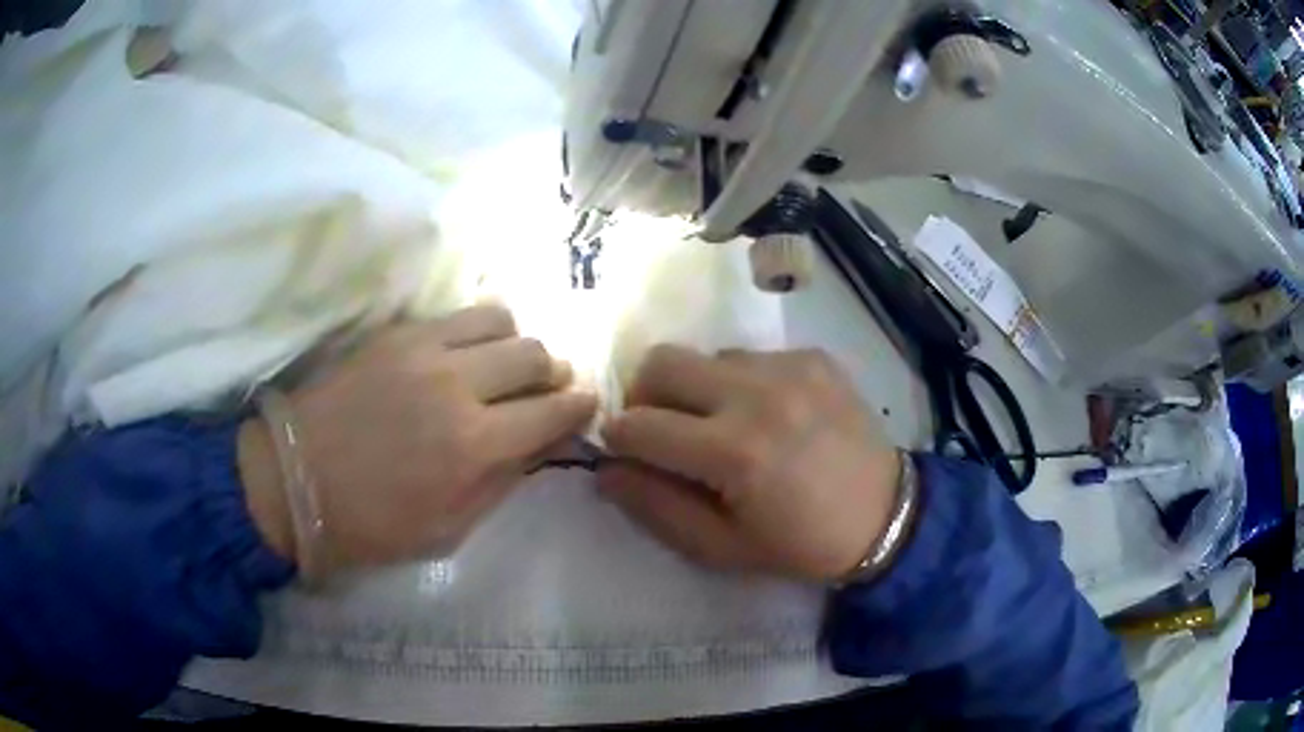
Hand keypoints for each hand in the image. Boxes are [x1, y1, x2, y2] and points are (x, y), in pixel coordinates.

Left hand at [239, 305, 597, 570]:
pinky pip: (455, 315)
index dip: (579, 407)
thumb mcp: (449, 530)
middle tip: (547, 389)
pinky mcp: (395, 334)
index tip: (585, 406)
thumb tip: (540, 446)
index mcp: (475, 446)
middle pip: (534, 355)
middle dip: (553, 373)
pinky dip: (476, 331)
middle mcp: (458, 385)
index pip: (553, 411)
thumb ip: (502, 483)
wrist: (294, 481)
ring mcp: (424, 350)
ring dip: (515, 343)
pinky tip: (464, 354)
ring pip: (501, 320)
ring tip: (504, 366)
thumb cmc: (372, 524)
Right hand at [598, 345, 901, 582]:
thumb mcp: (720, 547)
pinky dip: (741, 383)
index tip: (628, 453)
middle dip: (644, 395)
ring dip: (697, 389)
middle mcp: (757, 394)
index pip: (638, 424)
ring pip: (706, 357)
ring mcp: (789, 367)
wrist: (886, 516)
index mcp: (733, 451)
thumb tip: (607, 469)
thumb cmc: (800, 543)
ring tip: (724, 424)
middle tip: (663, 429)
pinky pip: (750, 356)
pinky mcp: (812, 357)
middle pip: (661, 361)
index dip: (618, 439)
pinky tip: (769, 415)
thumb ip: (655, 507)